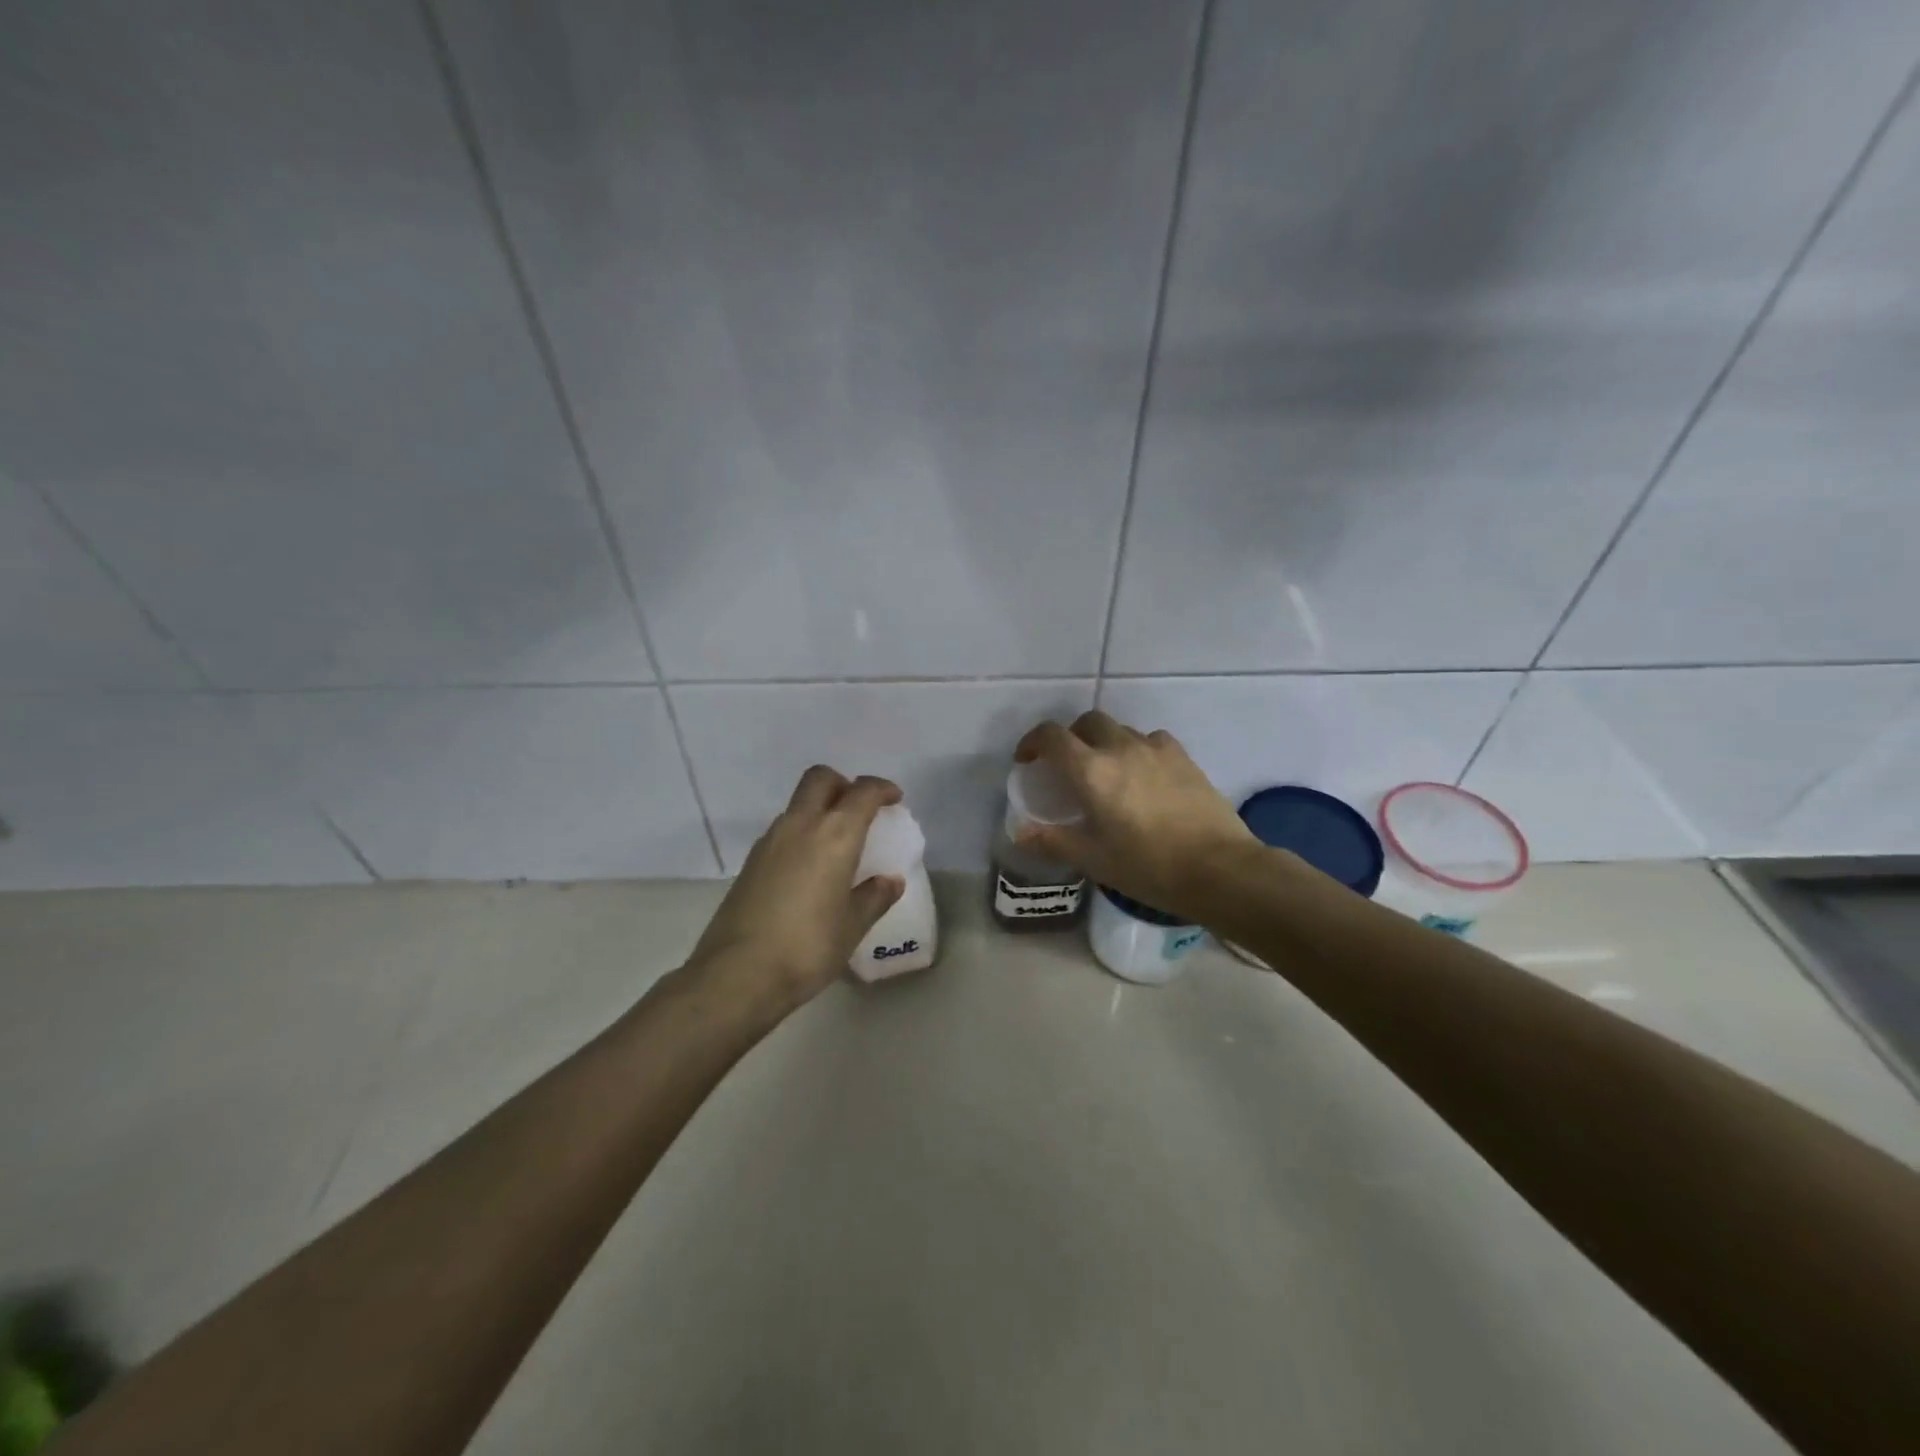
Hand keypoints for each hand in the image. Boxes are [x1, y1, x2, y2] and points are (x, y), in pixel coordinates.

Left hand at [687, 766, 905, 1010]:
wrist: (737, 974)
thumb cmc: (808, 946)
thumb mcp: (853, 926)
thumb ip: (874, 897)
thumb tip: (890, 881)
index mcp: (834, 835)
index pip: (863, 792)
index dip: (882, 789)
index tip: (894, 799)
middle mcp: (800, 825)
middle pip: (820, 779)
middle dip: (844, 784)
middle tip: (860, 809)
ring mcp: (770, 841)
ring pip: (798, 804)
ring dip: (819, 809)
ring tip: (837, 843)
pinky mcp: (751, 861)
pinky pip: (783, 830)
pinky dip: (801, 833)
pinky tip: (809, 867)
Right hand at [1014, 711, 1258, 922]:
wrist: (1220, 868)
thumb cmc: (1149, 866)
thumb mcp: (1094, 859)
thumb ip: (1053, 840)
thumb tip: (1019, 832)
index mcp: (1092, 771)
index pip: (1051, 736)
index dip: (1032, 742)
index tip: (1027, 761)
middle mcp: (1121, 748)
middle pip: (1087, 722)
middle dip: (1071, 737)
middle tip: (1067, 766)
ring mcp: (1156, 748)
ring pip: (1120, 730)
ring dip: (1105, 742)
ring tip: (1108, 773)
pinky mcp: (1183, 757)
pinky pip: (1151, 740)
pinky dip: (1137, 749)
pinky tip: (1144, 776)